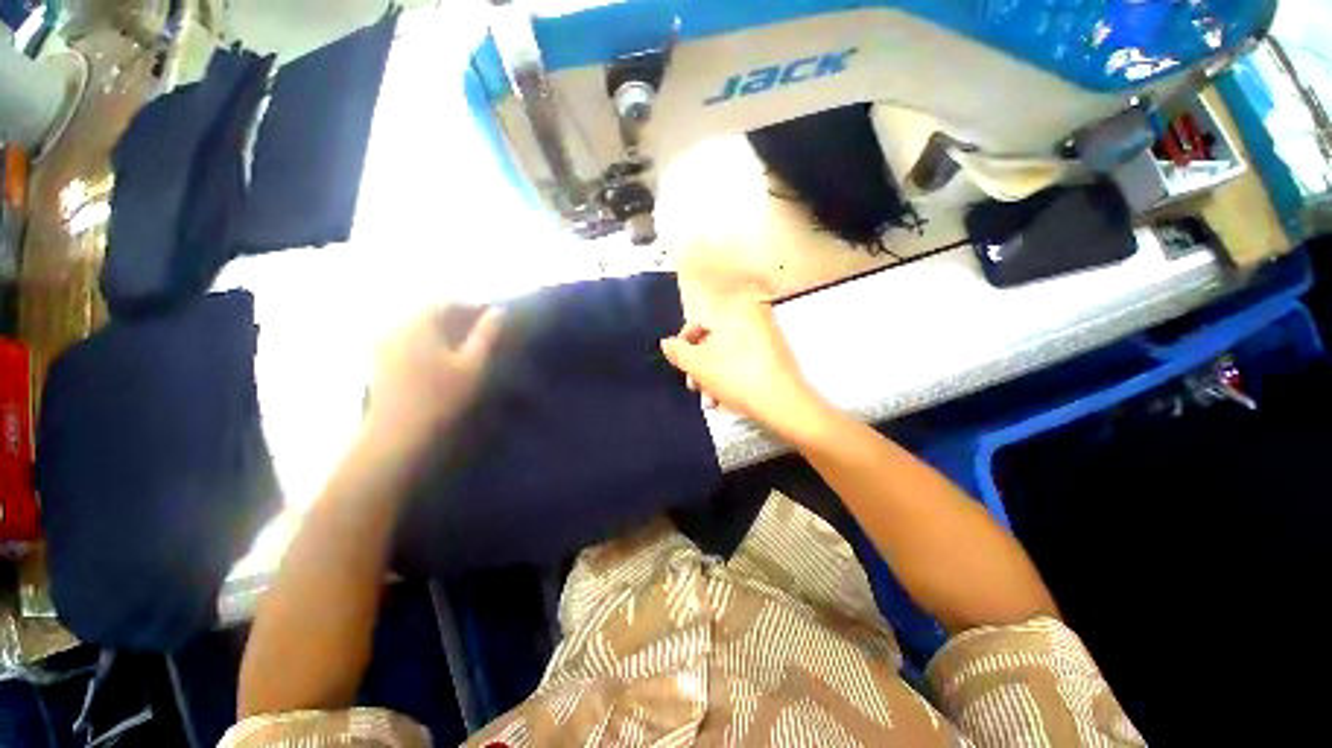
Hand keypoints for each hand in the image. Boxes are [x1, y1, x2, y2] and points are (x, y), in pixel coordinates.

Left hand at [365, 305, 502, 453]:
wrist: (398, 433)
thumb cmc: (442, 397)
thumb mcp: (474, 365)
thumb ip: (486, 334)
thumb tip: (499, 310)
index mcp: (420, 322)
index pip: (447, 300)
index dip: (472, 306)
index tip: (491, 318)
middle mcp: (396, 324)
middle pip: (429, 310)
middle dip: (455, 316)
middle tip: (479, 331)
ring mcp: (383, 341)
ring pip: (416, 324)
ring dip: (440, 328)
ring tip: (462, 345)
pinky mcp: (378, 359)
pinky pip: (405, 337)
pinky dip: (425, 340)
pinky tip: (438, 357)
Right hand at [660, 293, 829, 442]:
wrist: (785, 404)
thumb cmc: (736, 377)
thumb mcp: (698, 365)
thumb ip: (677, 352)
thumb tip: (666, 343)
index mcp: (736, 311)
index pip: (700, 323)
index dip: (684, 345)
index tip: (679, 365)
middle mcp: (754, 318)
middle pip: (714, 342)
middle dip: (700, 368)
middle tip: (693, 387)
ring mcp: (768, 338)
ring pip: (728, 356)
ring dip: (713, 378)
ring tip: (710, 401)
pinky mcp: (777, 357)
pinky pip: (745, 363)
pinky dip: (732, 378)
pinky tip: (726, 400)